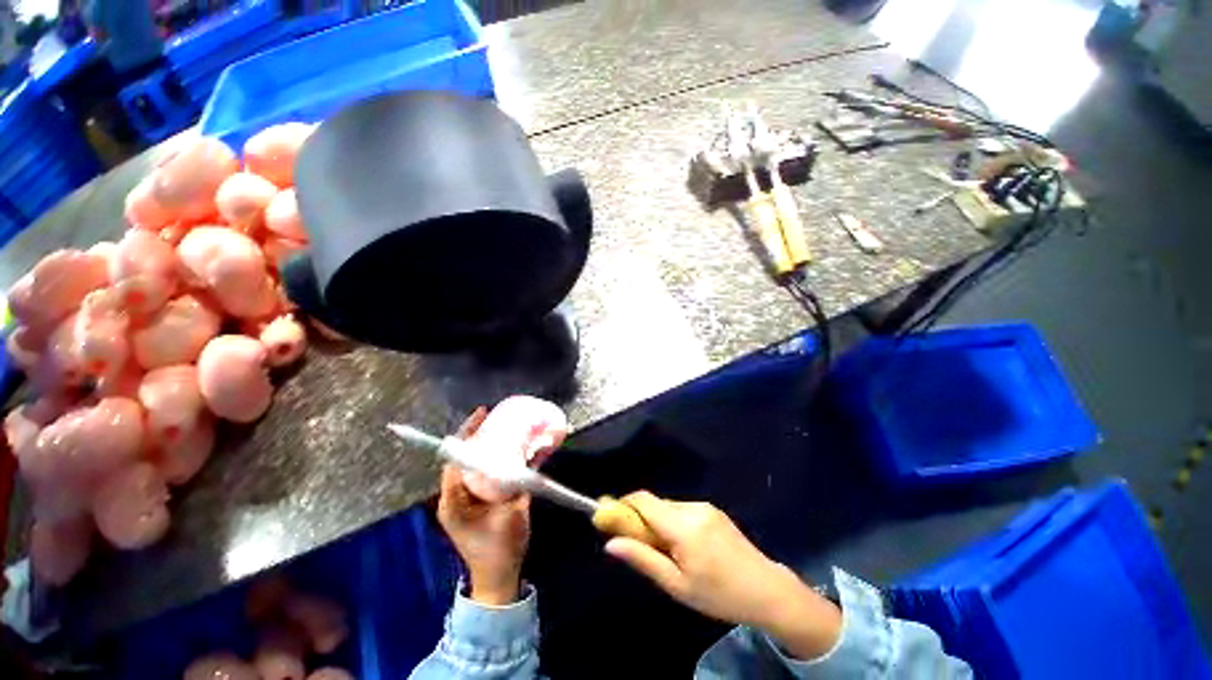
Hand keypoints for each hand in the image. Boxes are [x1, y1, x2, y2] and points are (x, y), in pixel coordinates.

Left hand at [436, 408, 530, 605]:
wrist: (498, 578)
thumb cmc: (501, 548)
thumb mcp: (513, 513)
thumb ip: (521, 482)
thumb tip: (533, 452)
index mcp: (454, 500)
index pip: (455, 459)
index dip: (467, 434)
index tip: (482, 413)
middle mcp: (455, 496)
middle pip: (462, 457)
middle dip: (477, 435)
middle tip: (495, 417)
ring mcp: (464, 500)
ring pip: (471, 464)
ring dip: (485, 446)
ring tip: (501, 427)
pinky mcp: (475, 503)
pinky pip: (480, 474)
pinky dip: (492, 460)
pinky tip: (507, 450)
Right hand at [604, 492, 841, 659]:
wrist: (767, 591)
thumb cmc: (718, 594)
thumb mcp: (676, 585)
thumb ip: (643, 559)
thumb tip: (611, 543)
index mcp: (682, 525)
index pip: (643, 500)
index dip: (623, 505)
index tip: (610, 518)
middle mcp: (692, 507)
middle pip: (655, 504)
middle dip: (641, 519)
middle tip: (642, 547)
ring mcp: (705, 506)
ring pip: (668, 507)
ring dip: (658, 522)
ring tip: (669, 554)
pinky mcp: (713, 510)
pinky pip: (682, 510)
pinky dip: (673, 522)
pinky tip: (686, 547)